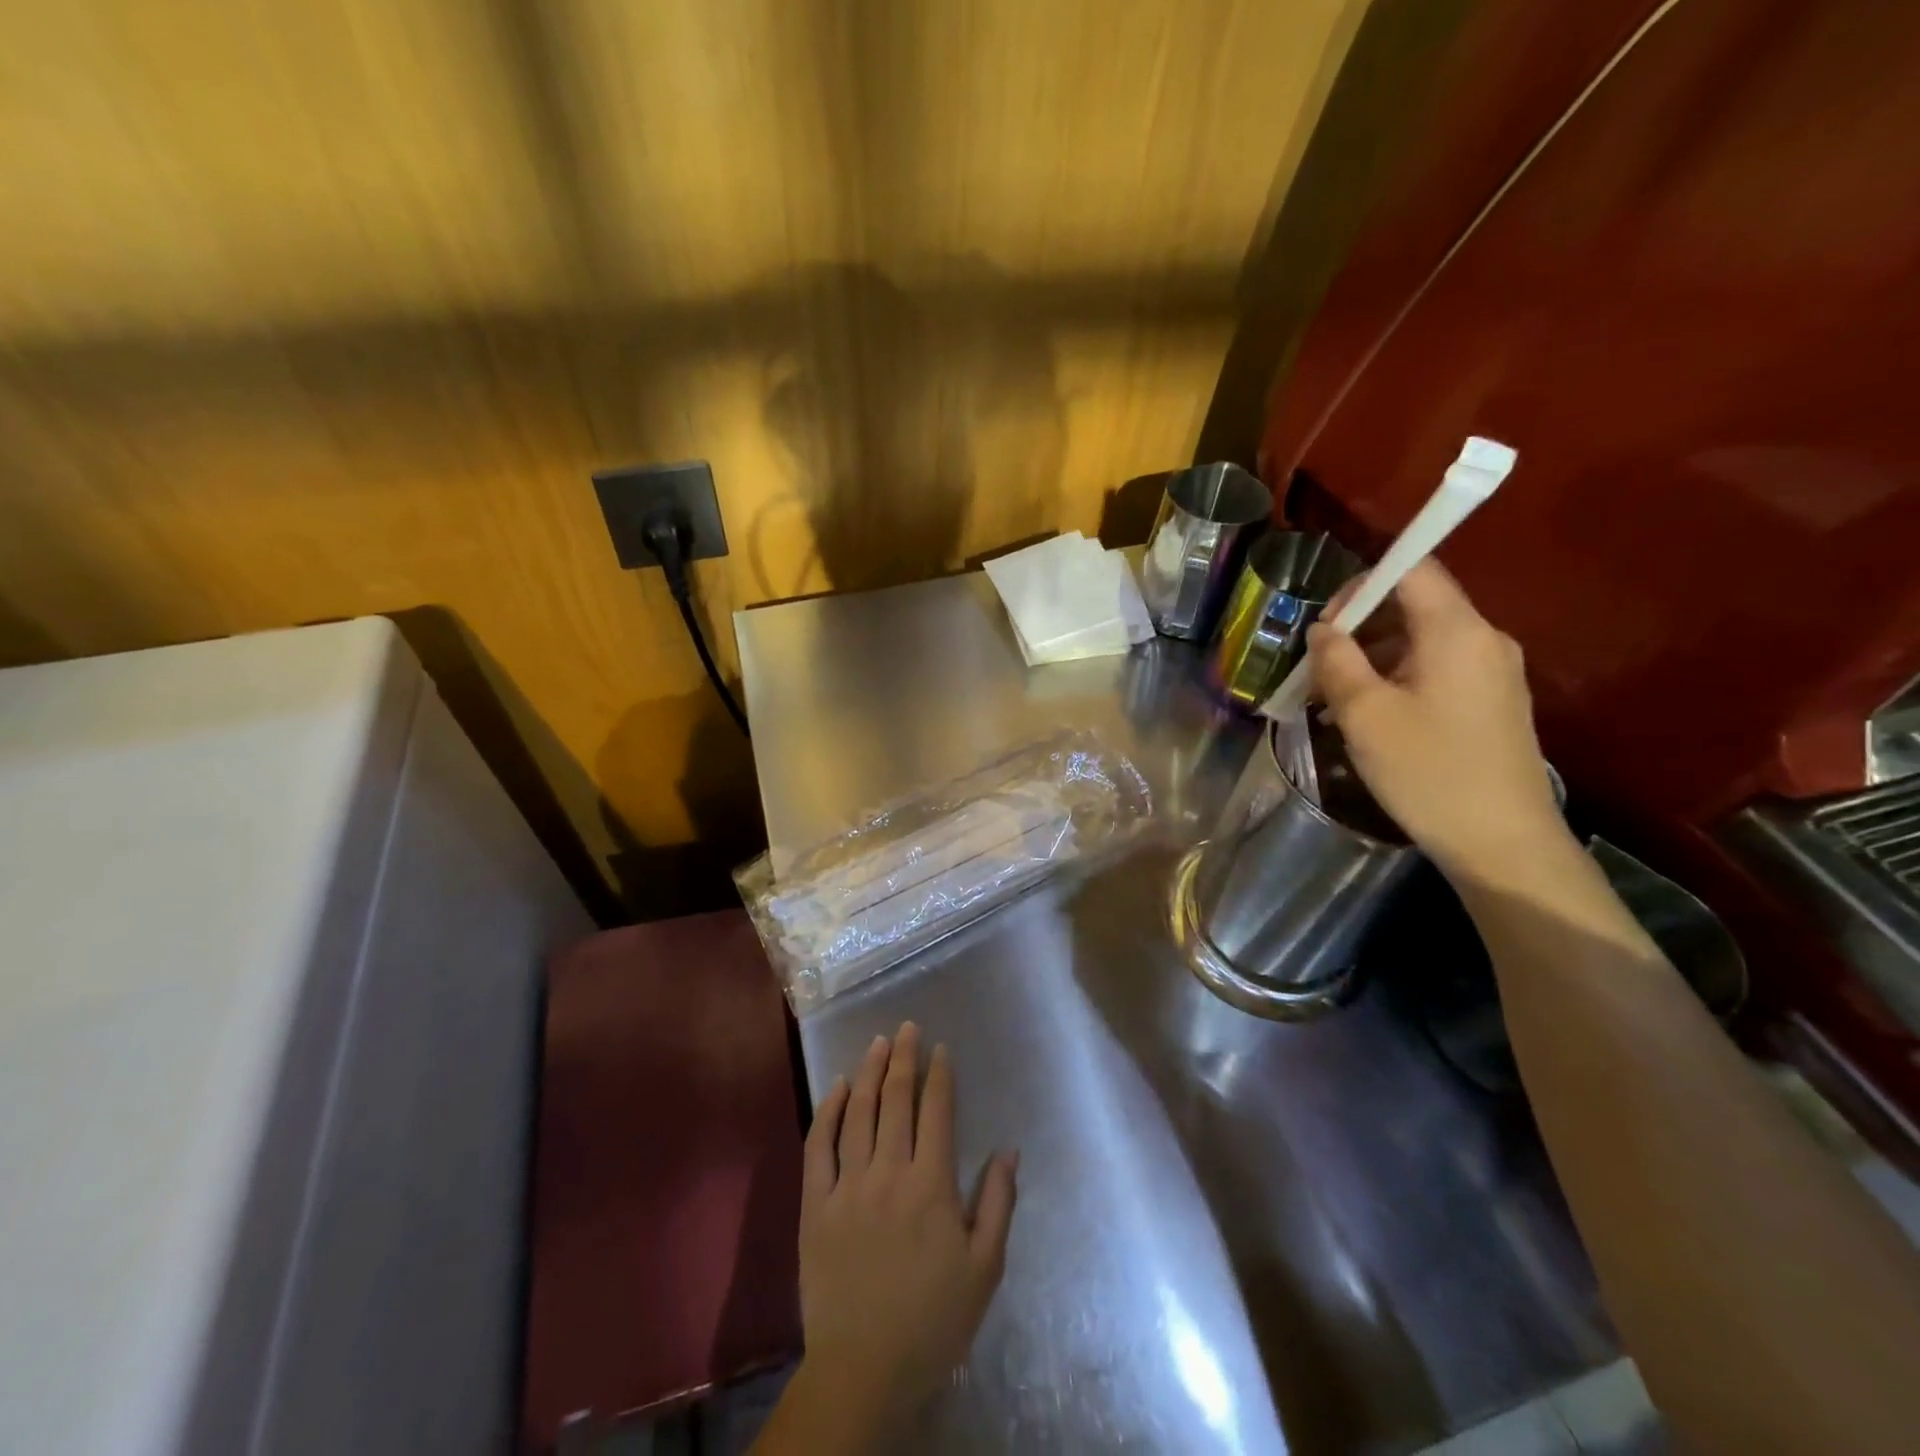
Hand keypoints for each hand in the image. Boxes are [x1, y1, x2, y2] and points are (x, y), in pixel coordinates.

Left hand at [756, 1023, 1016, 1451]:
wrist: (864, 1371)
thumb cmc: (933, 1320)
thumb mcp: (984, 1269)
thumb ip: (997, 1204)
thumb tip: (1008, 1150)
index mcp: (932, 1185)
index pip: (936, 1111)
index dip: (940, 1075)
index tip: (941, 1049)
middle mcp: (889, 1172)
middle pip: (897, 1100)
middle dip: (905, 1058)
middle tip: (908, 1028)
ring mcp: (847, 1185)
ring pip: (859, 1112)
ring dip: (871, 1072)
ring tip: (879, 1043)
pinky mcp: (814, 1204)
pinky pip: (819, 1145)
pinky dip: (829, 1110)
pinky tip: (840, 1088)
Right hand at [1306, 560, 1566, 880]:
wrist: (1502, 843)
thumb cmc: (1428, 772)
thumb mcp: (1364, 714)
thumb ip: (1337, 661)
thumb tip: (1324, 629)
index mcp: (1457, 632)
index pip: (1413, 569)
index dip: (1362, 583)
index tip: (1325, 623)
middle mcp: (1483, 640)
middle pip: (1414, 605)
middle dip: (1358, 628)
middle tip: (1317, 670)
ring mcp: (1493, 672)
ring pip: (1421, 641)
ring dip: (1371, 659)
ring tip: (1331, 701)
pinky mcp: (1491, 702)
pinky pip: (1436, 670)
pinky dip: (1395, 680)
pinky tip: (1366, 717)